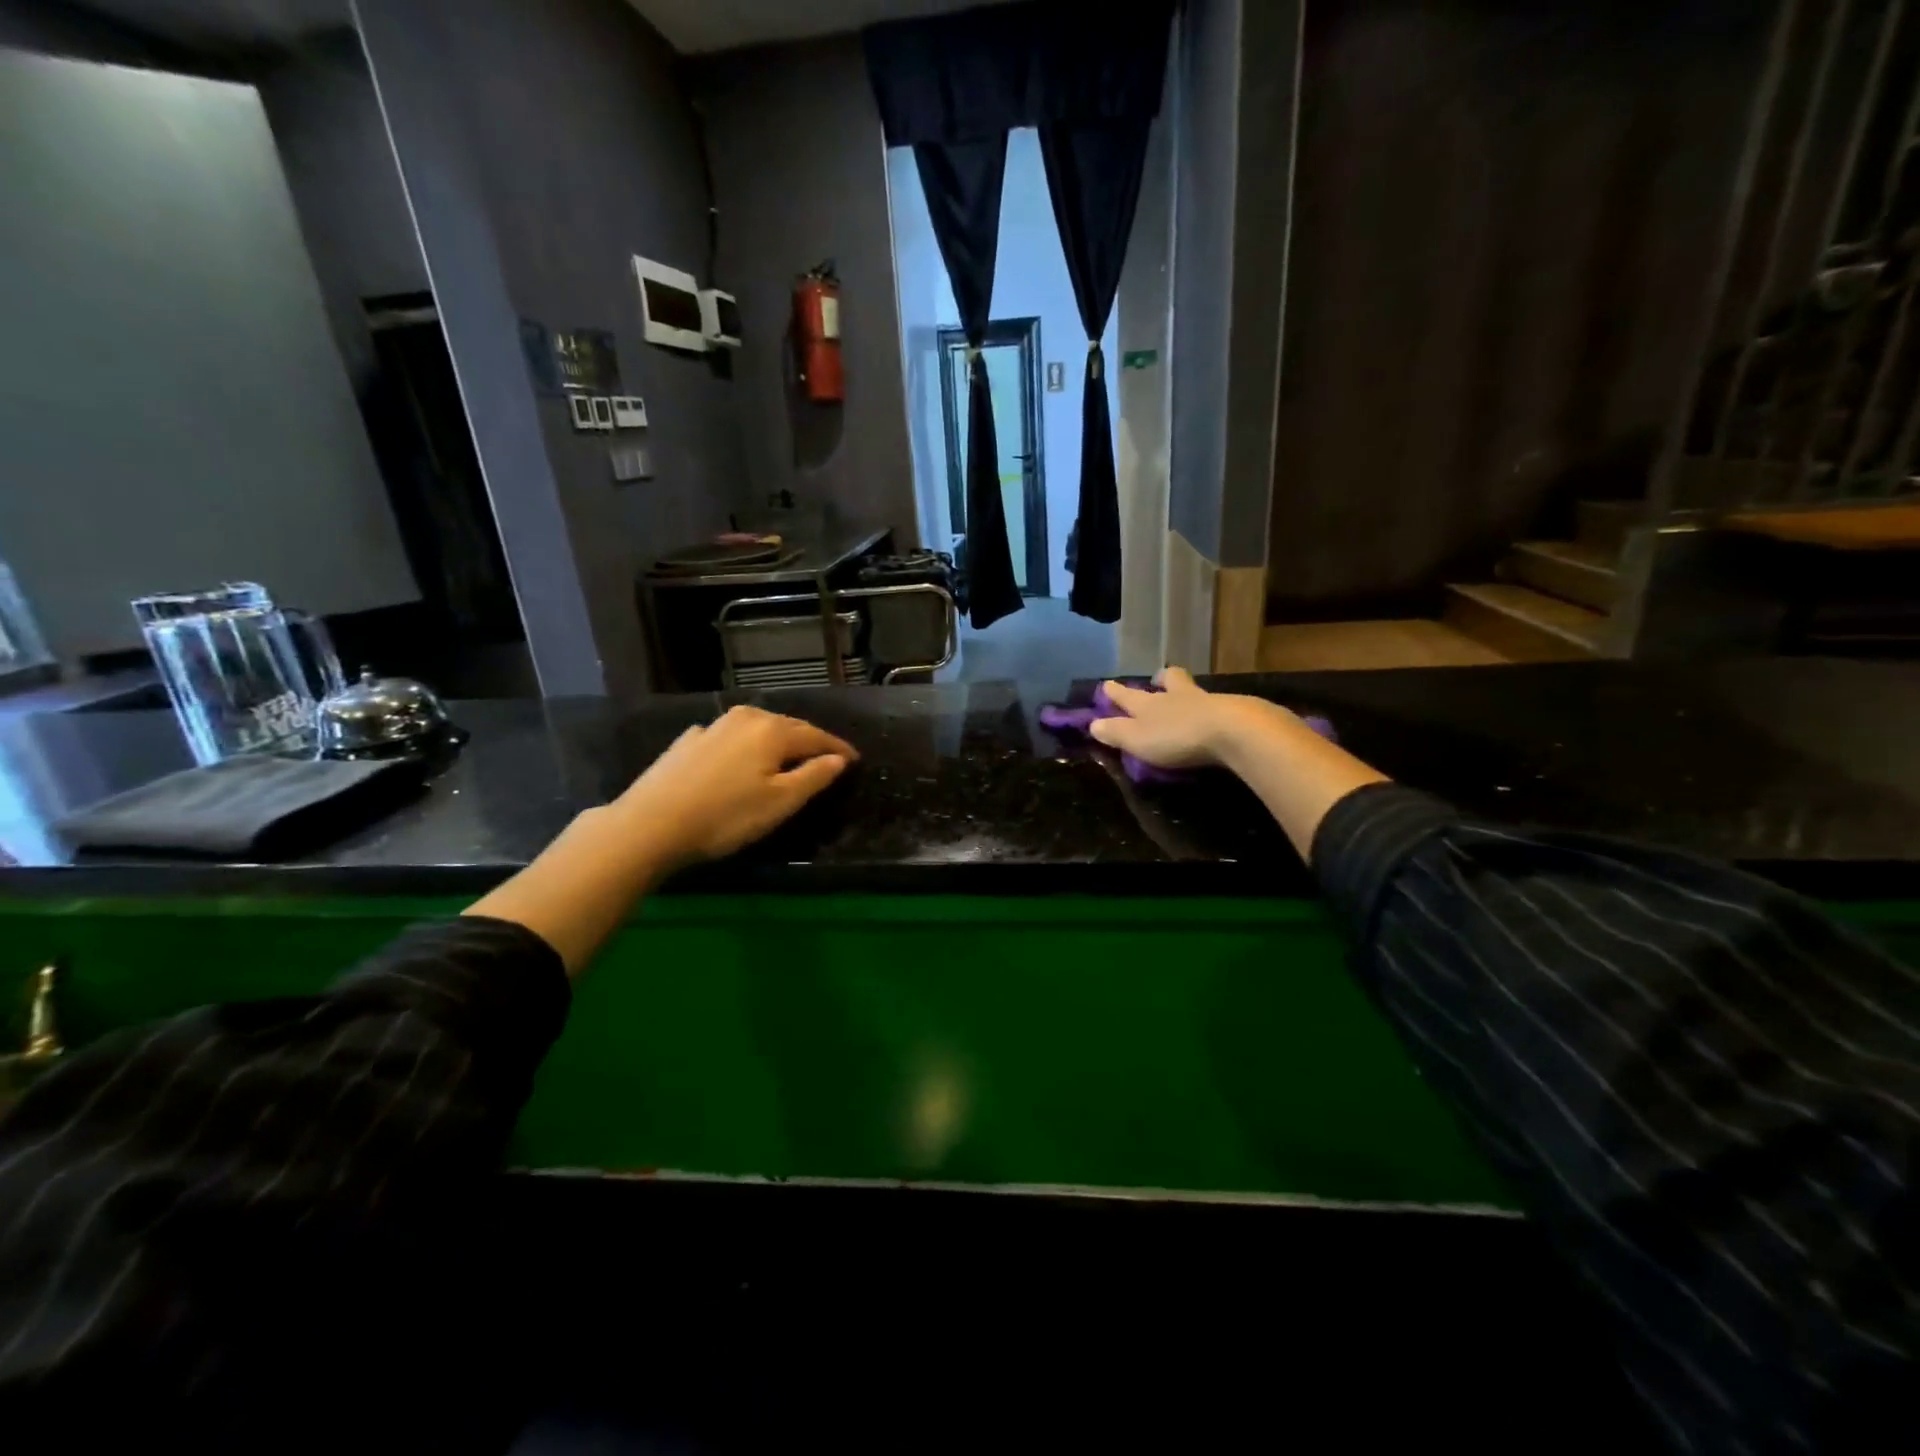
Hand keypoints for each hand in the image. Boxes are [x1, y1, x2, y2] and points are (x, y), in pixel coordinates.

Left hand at [612, 705, 856, 868]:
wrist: (651, 823)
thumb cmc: (726, 816)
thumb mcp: (780, 803)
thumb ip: (814, 777)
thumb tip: (839, 759)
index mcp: (773, 731)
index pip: (816, 736)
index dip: (838, 748)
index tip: (855, 759)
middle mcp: (745, 718)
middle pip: (787, 726)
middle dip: (809, 740)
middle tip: (826, 757)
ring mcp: (713, 726)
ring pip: (756, 728)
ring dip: (776, 739)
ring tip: (786, 755)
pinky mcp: (688, 740)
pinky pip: (729, 736)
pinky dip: (744, 745)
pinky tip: (739, 757)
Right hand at [1090, 667, 1299, 769]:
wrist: (1232, 731)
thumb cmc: (1176, 736)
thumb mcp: (1138, 739)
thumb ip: (1116, 732)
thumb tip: (1093, 724)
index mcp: (1149, 704)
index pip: (1127, 696)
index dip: (1115, 692)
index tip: (1106, 685)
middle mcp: (1176, 696)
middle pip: (1168, 681)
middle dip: (1160, 680)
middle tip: (1157, 679)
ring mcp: (1206, 701)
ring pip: (1191, 690)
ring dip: (1185, 692)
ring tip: (1185, 699)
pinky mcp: (1232, 712)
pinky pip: (1215, 706)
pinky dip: (1209, 709)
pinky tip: (1212, 717)